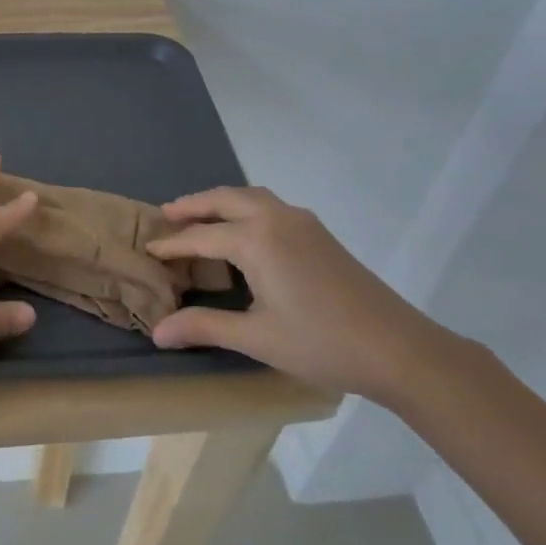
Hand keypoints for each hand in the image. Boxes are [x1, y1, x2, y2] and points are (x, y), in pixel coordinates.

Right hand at [145, 187, 457, 401]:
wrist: (399, 348)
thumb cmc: (322, 343)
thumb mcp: (257, 338)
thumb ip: (204, 327)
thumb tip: (157, 332)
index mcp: (256, 240)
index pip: (201, 236)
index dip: (172, 244)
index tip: (147, 249)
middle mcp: (276, 218)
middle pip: (224, 199)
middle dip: (192, 205)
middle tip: (165, 216)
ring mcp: (302, 222)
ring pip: (250, 196)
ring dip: (220, 201)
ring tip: (199, 216)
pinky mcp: (319, 233)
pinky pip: (270, 205)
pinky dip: (244, 206)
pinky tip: (244, 230)